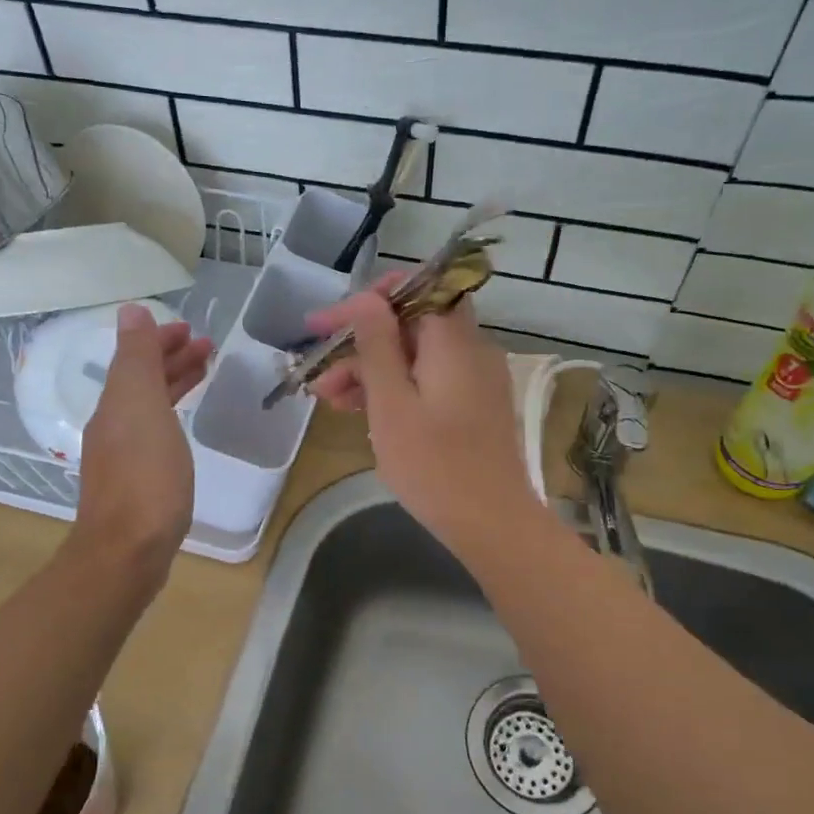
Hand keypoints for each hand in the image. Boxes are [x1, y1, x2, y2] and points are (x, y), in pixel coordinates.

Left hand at [72, 304, 212, 577]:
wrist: (128, 550)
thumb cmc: (145, 475)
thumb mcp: (141, 406)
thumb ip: (137, 358)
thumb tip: (131, 311)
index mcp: (116, 404)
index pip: (136, 358)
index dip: (161, 340)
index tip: (193, 331)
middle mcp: (114, 425)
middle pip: (142, 381)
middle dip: (171, 359)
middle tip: (207, 347)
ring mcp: (124, 456)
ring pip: (150, 406)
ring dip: (174, 384)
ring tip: (204, 373)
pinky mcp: (138, 482)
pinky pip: (157, 432)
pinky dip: (173, 415)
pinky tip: (184, 426)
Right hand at [306, 286, 535, 556]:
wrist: (492, 524)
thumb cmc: (434, 466)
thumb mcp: (392, 404)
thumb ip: (377, 346)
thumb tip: (366, 299)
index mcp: (453, 341)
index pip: (416, 289)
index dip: (369, 299)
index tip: (327, 324)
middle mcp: (470, 350)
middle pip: (410, 326)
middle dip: (361, 344)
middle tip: (320, 376)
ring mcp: (475, 380)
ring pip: (416, 356)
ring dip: (372, 371)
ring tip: (331, 402)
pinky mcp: (473, 406)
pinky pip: (429, 381)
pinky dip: (396, 390)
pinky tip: (365, 414)